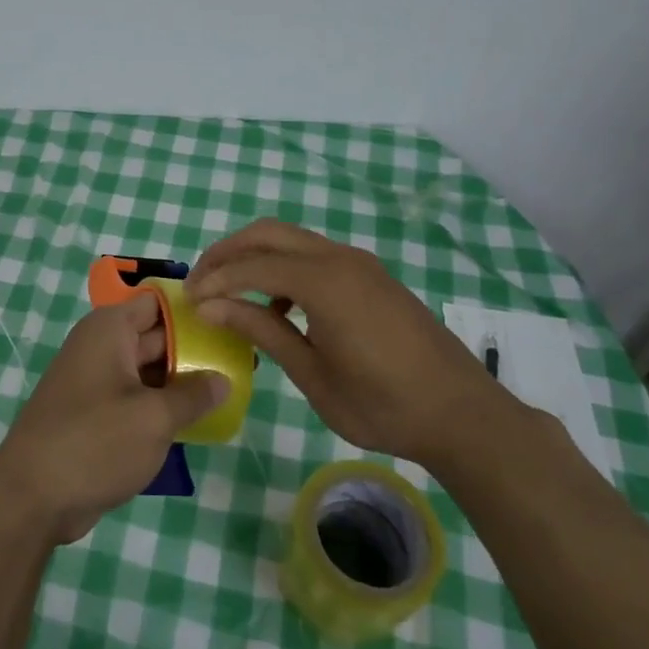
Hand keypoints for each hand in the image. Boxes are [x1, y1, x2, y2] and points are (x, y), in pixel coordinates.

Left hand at [0, 295, 225, 544]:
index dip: (194, 309)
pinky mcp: (96, 413)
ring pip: (149, 370)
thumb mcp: (154, 418)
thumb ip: (193, 395)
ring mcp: (97, 380)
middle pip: (157, 336)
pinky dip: (163, 405)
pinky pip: (137, 397)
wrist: (32, 497)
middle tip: (244, 361)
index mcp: (110, 329)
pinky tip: (198, 420)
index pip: (159, 302)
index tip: (232, 321)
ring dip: (182, 381)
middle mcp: (102, 346)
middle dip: (196, 349)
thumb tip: (223, 379)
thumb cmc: (95, 442)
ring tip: (231, 390)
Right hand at [186, 220, 503, 467]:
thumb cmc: (383, 405)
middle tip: (200, 284)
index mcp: (323, 282)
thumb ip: (262, 331)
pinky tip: (278, 307)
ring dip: (254, 257)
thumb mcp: (313, 374)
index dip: (213, 281)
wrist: (463, 414)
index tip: (185, 301)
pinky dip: (283, 267)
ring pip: (291, 239)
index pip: (250, 267)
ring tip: (228, 293)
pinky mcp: (371, 275)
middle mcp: (339, 258)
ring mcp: (359, 263)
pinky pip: (314, 255)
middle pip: (267, 234)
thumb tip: (211, 307)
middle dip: (227, 253)